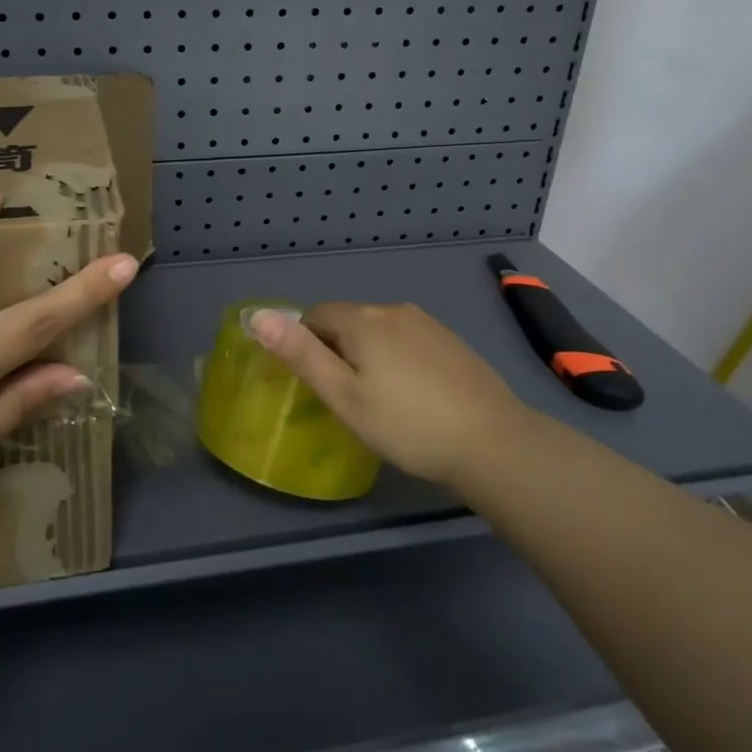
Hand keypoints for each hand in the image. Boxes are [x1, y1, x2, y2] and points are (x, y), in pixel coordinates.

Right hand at [249, 302, 553, 490]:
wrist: (493, 441)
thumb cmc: (407, 424)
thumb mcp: (344, 396)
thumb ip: (301, 355)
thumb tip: (258, 316)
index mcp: (362, 320)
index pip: (314, 315)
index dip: (306, 345)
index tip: (317, 384)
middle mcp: (393, 310)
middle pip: (347, 321)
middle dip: (336, 350)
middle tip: (345, 398)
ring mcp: (427, 323)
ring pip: (379, 331)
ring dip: (367, 354)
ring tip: (378, 400)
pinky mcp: (451, 341)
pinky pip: (407, 340)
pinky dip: (397, 359)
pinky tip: (412, 395)